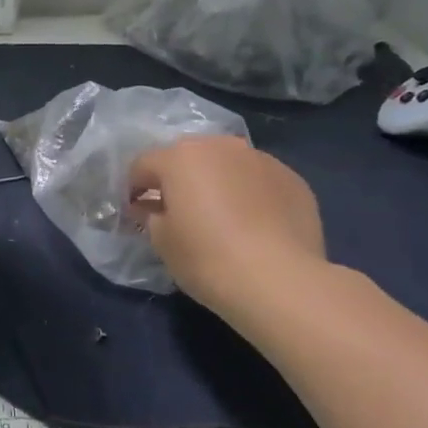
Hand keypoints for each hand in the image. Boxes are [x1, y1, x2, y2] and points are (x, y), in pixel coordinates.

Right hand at [130, 135, 325, 314]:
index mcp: (181, 157)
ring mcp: (261, 160)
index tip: (134, 212)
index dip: (134, 188)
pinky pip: (258, 181)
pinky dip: (249, 194)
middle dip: (177, 179)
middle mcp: (221, 146)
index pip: (143, 164)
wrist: (280, 281)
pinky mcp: (293, 180)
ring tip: (219, 217)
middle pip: (188, 156)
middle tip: (176, 211)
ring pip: (226, 165)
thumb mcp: (162, 241)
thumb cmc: (207, 258)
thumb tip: (151, 207)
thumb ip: (150, 215)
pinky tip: (252, 225)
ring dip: (216, 182)